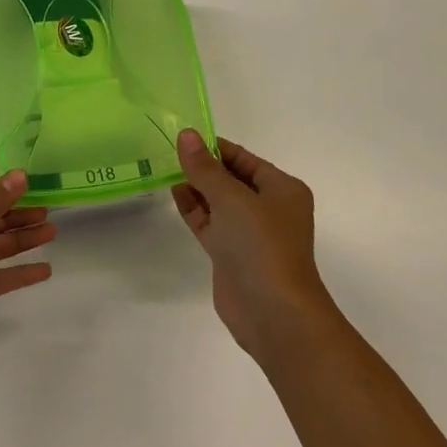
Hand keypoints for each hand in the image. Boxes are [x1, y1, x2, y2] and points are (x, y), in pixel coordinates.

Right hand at [172, 130, 333, 358]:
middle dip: (203, 166)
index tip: (184, 136)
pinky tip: (174, 193)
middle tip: (168, 149)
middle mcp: (269, 208)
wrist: (272, 312)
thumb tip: (186, 135)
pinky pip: (211, 223)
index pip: (245, 159)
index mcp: (282, 189)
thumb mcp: (231, 198)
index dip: (215, 147)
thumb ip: (204, 167)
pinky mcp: (232, 254)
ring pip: (219, 202)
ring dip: (196, 187)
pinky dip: (194, 209)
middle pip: (232, 179)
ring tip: (164, 167)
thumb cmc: (261, 245)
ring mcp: (250, 234)